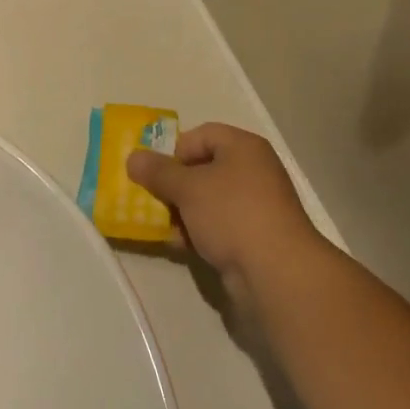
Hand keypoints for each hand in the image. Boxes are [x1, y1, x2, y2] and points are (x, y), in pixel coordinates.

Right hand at [126, 124, 325, 305]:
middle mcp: (253, 171)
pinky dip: (199, 232)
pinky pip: (219, 226)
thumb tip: (133, 158)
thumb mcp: (188, 188)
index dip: (176, 150)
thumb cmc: (232, 214)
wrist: (276, 273)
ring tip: (163, 227)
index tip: (158, 174)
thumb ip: (158, 172)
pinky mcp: (255, 237)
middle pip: (204, 168)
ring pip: (209, 201)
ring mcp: (256, 206)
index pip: (202, 135)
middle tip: (152, 200)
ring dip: (183, 212)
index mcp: (244, 147)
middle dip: (174, 185)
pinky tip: (181, 247)